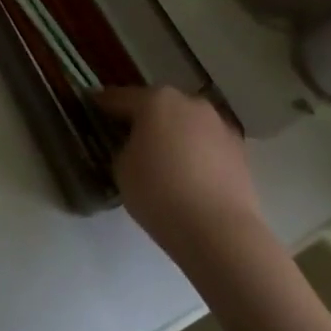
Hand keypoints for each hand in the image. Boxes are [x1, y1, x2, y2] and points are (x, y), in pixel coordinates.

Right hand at [94, 85, 262, 259]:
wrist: (219, 232)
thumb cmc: (159, 193)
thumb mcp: (122, 168)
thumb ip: (125, 147)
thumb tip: (137, 146)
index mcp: (155, 100)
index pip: (119, 98)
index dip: (102, 104)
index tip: (91, 107)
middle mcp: (189, 103)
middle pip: (158, 105)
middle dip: (143, 117)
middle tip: (128, 135)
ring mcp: (218, 125)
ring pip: (186, 122)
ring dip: (173, 133)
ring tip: (163, 157)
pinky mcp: (239, 150)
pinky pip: (206, 143)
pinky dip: (195, 151)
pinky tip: (189, 173)